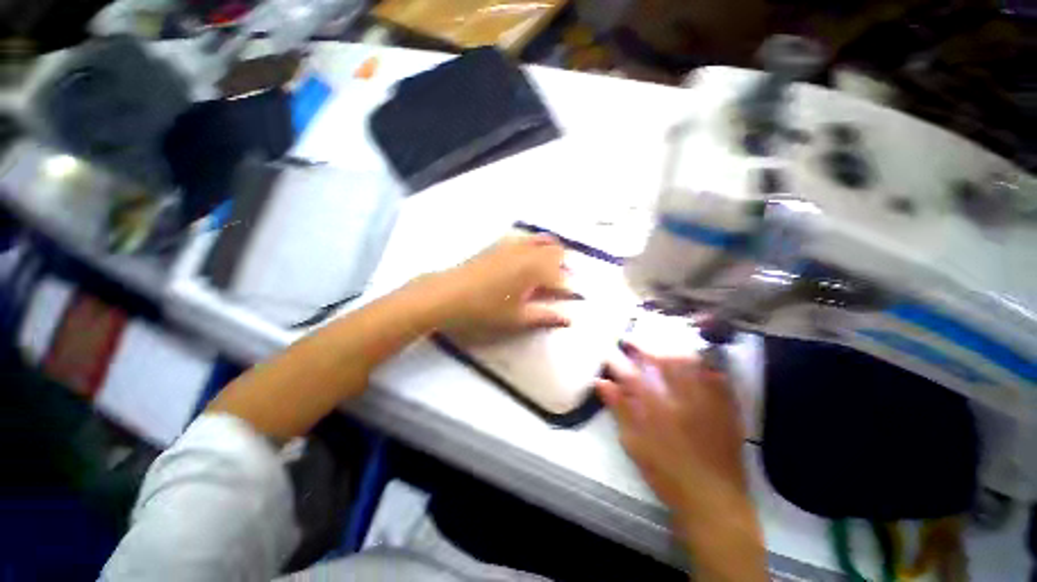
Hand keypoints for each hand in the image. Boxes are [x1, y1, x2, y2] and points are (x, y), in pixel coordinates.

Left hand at [437, 233, 570, 341]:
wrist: (449, 294)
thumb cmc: (485, 309)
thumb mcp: (517, 318)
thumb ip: (545, 316)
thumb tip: (568, 319)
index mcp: (536, 270)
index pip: (562, 277)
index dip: (569, 288)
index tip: (571, 298)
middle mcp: (529, 252)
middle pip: (557, 251)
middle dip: (564, 266)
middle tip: (559, 283)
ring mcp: (513, 245)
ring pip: (542, 240)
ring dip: (551, 252)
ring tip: (549, 268)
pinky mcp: (500, 243)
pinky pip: (525, 238)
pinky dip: (535, 245)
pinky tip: (527, 258)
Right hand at [596, 342, 748, 523]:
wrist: (713, 499)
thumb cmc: (667, 473)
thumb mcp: (634, 444)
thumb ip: (619, 410)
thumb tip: (602, 382)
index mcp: (657, 408)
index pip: (632, 374)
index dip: (619, 359)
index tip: (610, 349)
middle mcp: (682, 398)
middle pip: (663, 362)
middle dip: (646, 346)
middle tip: (633, 339)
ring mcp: (707, 401)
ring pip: (690, 364)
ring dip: (673, 350)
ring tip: (661, 345)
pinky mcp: (726, 409)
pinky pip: (717, 378)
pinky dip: (704, 366)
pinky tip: (698, 363)